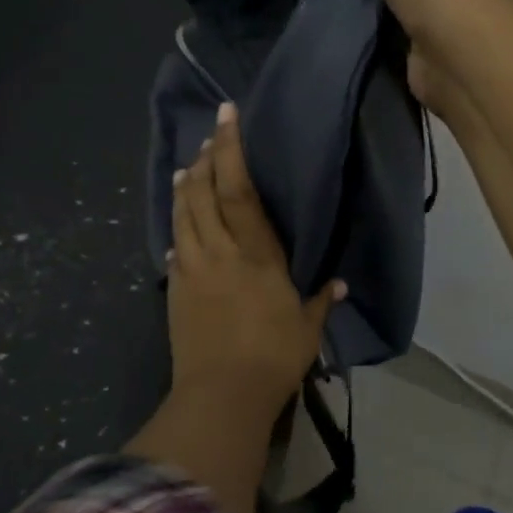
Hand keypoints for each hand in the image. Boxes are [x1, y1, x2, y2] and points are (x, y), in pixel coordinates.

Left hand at [167, 103, 343, 429]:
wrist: (220, 395)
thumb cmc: (273, 357)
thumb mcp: (306, 327)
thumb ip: (321, 300)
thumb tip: (339, 282)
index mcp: (255, 253)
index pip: (238, 189)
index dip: (231, 149)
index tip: (227, 117)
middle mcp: (218, 250)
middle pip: (203, 191)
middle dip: (205, 157)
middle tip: (210, 136)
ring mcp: (190, 268)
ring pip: (182, 212)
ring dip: (185, 185)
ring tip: (189, 166)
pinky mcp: (175, 288)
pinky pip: (173, 244)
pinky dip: (177, 225)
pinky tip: (179, 222)